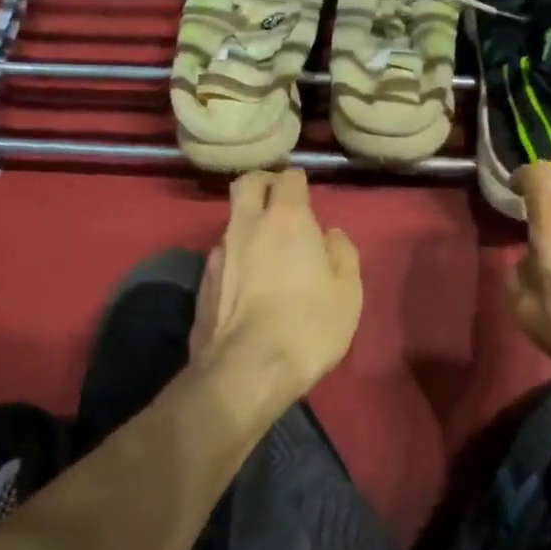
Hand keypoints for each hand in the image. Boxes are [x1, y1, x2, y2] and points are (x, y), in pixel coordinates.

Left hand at [191, 169, 362, 395]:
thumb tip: (330, 236)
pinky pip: (222, 255)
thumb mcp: (348, 293)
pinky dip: (236, 257)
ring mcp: (218, 253)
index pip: (289, 178)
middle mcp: (247, 225)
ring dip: (249, 224)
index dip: (299, 183)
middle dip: (264, 184)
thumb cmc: (308, 327)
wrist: (245, 371)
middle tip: (280, 203)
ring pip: (232, 221)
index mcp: (287, 220)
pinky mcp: (202, 282)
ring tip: (266, 252)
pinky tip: (247, 284)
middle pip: (248, 183)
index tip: (307, 197)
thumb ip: (342, 255)